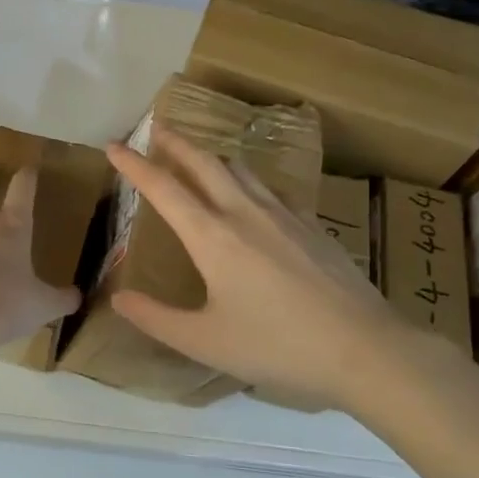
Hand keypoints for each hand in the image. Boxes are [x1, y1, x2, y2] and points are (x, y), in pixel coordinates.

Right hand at [106, 129, 413, 406]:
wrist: (365, 348)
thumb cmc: (278, 346)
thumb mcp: (206, 342)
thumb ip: (157, 319)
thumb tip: (119, 298)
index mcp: (213, 237)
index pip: (164, 188)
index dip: (135, 165)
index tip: (113, 146)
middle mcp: (245, 213)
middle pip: (205, 162)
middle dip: (177, 143)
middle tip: (158, 130)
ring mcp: (284, 215)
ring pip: (240, 169)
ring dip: (212, 156)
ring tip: (199, 158)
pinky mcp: (312, 225)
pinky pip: (269, 188)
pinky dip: (245, 179)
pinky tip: (252, 196)